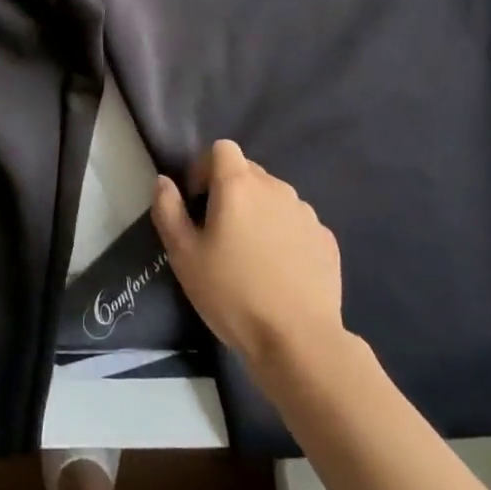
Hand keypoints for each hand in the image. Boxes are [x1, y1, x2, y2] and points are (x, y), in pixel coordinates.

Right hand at [151, 140, 343, 366]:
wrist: (298, 340)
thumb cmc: (232, 293)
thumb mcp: (183, 255)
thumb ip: (167, 210)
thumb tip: (164, 182)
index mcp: (239, 185)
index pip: (222, 149)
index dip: (204, 167)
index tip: (197, 201)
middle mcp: (276, 188)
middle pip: (248, 172)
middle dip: (230, 191)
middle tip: (219, 232)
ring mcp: (306, 213)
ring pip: (274, 198)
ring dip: (259, 212)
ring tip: (251, 255)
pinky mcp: (326, 239)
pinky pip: (297, 224)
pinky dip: (284, 235)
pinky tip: (279, 271)